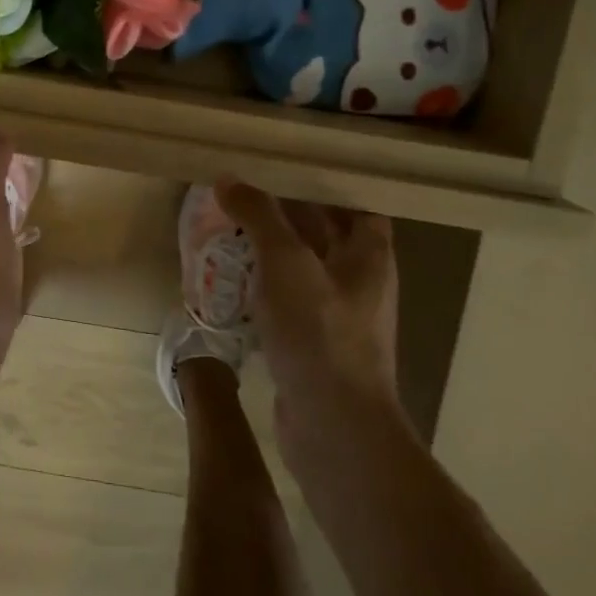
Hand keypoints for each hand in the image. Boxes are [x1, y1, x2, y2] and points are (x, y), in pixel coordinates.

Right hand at [215, 181, 402, 445]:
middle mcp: (358, 283)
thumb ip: (259, 216)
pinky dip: (262, 289)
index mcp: (368, 257)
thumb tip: (228, 179)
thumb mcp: (285, 262)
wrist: (333, 426)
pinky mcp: (312, 347)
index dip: (324, 186)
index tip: (283, 170)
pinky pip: (286, 304)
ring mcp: (336, 318)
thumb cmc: (318, 332)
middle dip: (285, 216)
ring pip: (301, 271)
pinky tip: (229, 283)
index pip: (355, 206)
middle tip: (241, 194)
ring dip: (269, 252)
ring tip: (227, 230)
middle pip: (324, 236)